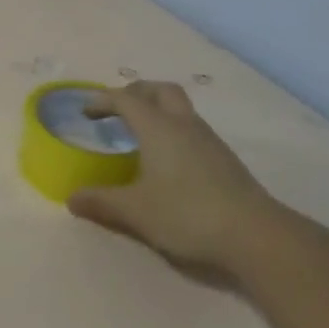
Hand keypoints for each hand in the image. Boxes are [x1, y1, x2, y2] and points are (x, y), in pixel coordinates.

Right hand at [66, 80, 301, 276]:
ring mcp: (210, 142)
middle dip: (136, 93)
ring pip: (181, 110)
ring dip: (158, 112)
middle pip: (160, 91)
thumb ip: (101, 202)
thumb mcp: (135, 212)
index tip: (86, 112)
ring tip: (139, 135)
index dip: (103, 100)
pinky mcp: (226, 161)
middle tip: (118, 109)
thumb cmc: (187, 214)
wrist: (257, 236)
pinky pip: (192, 131)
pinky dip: (173, 132)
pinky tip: (167, 161)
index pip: (126, 99)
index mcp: (158, 128)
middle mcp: (184, 125)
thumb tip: (71, 198)